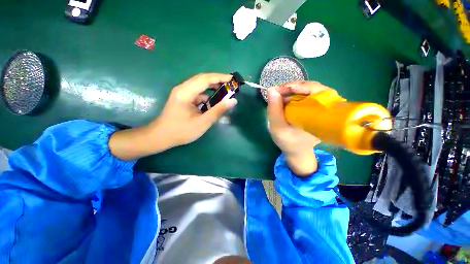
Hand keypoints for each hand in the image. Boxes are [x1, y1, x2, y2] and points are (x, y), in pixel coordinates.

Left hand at [109, 73, 236, 159]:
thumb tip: (233, 101)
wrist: (161, 137)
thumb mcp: (202, 122)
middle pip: (202, 79)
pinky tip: (213, 102)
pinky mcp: (183, 99)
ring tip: (224, 91)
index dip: (219, 77)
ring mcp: (182, 93)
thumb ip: (218, 111)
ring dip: (212, 87)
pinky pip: (197, 93)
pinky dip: (207, 96)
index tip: (232, 79)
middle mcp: (183, 89)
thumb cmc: (181, 131)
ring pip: (200, 86)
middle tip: (230, 85)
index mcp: (185, 92)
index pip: (205, 79)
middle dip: (217, 80)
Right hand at [267, 81, 329, 175]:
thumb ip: (274, 109)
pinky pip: (306, 96)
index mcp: (320, 113)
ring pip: (308, 90)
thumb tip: (272, 89)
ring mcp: (321, 108)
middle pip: (312, 87)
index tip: (277, 90)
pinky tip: (285, 100)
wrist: (297, 151)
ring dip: (292, 91)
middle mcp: (325, 108)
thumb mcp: (277, 127)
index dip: (295, 86)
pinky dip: (294, 96)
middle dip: (292, 88)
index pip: (315, 89)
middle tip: (276, 93)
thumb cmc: (288, 141)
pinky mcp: (315, 109)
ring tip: (279, 96)